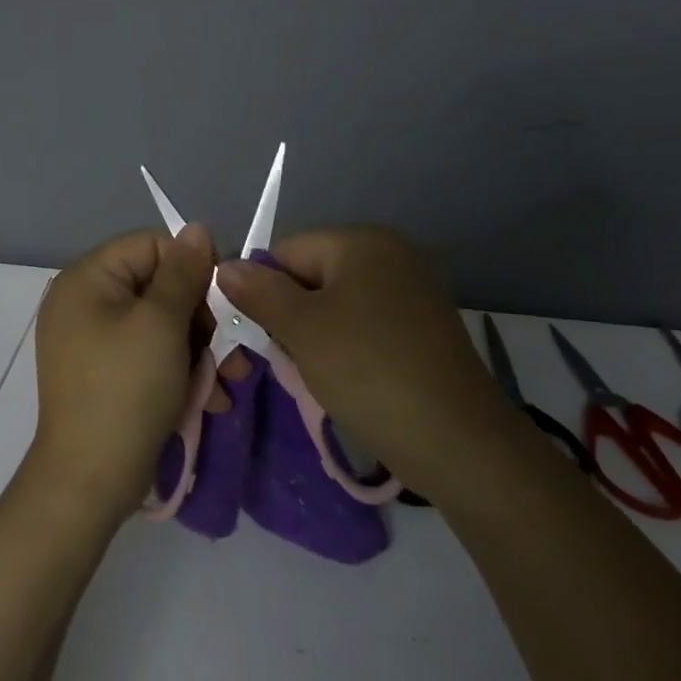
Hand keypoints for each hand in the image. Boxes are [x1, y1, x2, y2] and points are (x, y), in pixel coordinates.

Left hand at [29, 225, 215, 522]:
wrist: (89, 481)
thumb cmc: (127, 390)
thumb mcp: (162, 323)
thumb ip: (184, 272)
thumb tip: (198, 228)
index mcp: (87, 278)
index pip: (152, 245)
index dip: (192, 268)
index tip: (223, 303)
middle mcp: (84, 301)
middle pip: (158, 285)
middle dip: (201, 318)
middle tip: (230, 352)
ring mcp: (92, 340)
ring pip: (160, 324)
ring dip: (199, 349)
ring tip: (227, 381)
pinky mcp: (105, 373)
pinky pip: (148, 353)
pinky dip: (178, 370)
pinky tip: (208, 397)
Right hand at [217, 227, 504, 488]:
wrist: (456, 439)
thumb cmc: (368, 370)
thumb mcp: (302, 329)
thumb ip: (258, 292)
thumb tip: (224, 266)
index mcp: (362, 241)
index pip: (287, 250)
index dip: (263, 290)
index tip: (259, 335)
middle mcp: (391, 253)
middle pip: (312, 275)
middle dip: (291, 315)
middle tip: (290, 359)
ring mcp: (412, 290)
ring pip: (337, 303)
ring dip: (316, 335)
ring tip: (318, 373)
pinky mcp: (423, 326)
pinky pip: (366, 323)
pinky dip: (348, 346)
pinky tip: (349, 378)